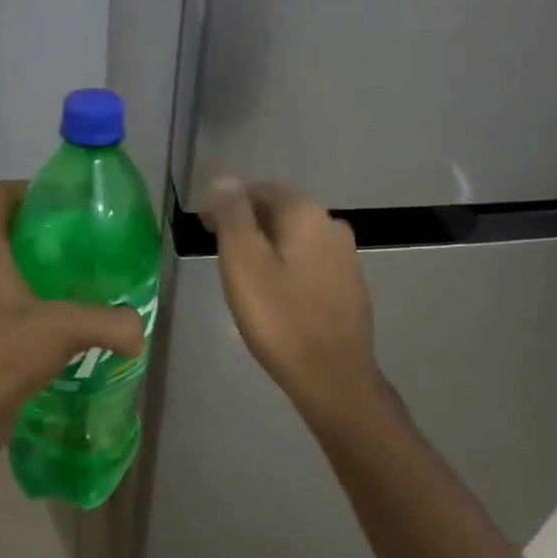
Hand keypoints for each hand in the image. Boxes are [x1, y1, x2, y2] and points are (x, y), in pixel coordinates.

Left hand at [0, 180, 145, 463]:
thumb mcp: (62, 328)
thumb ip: (110, 322)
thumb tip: (140, 328)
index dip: (29, 187)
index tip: (66, 200)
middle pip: (8, 228)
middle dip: (47, 228)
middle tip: (88, 237)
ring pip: (11, 267)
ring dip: (44, 266)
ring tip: (86, 274)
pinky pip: (13, 300)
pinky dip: (39, 299)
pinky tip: (71, 317)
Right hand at [205, 179, 384, 429]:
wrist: (333, 377)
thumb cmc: (280, 316)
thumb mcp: (243, 261)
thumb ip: (233, 215)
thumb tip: (225, 180)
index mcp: (306, 213)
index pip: (261, 189)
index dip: (230, 202)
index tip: (206, 227)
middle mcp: (332, 225)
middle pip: (282, 210)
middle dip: (249, 223)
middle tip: (220, 250)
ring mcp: (346, 257)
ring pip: (297, 237)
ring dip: (269, 244)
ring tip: (243, 273)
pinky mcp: (350, 286)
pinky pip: (311, 262)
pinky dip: (288, 265)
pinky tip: (275, 292)